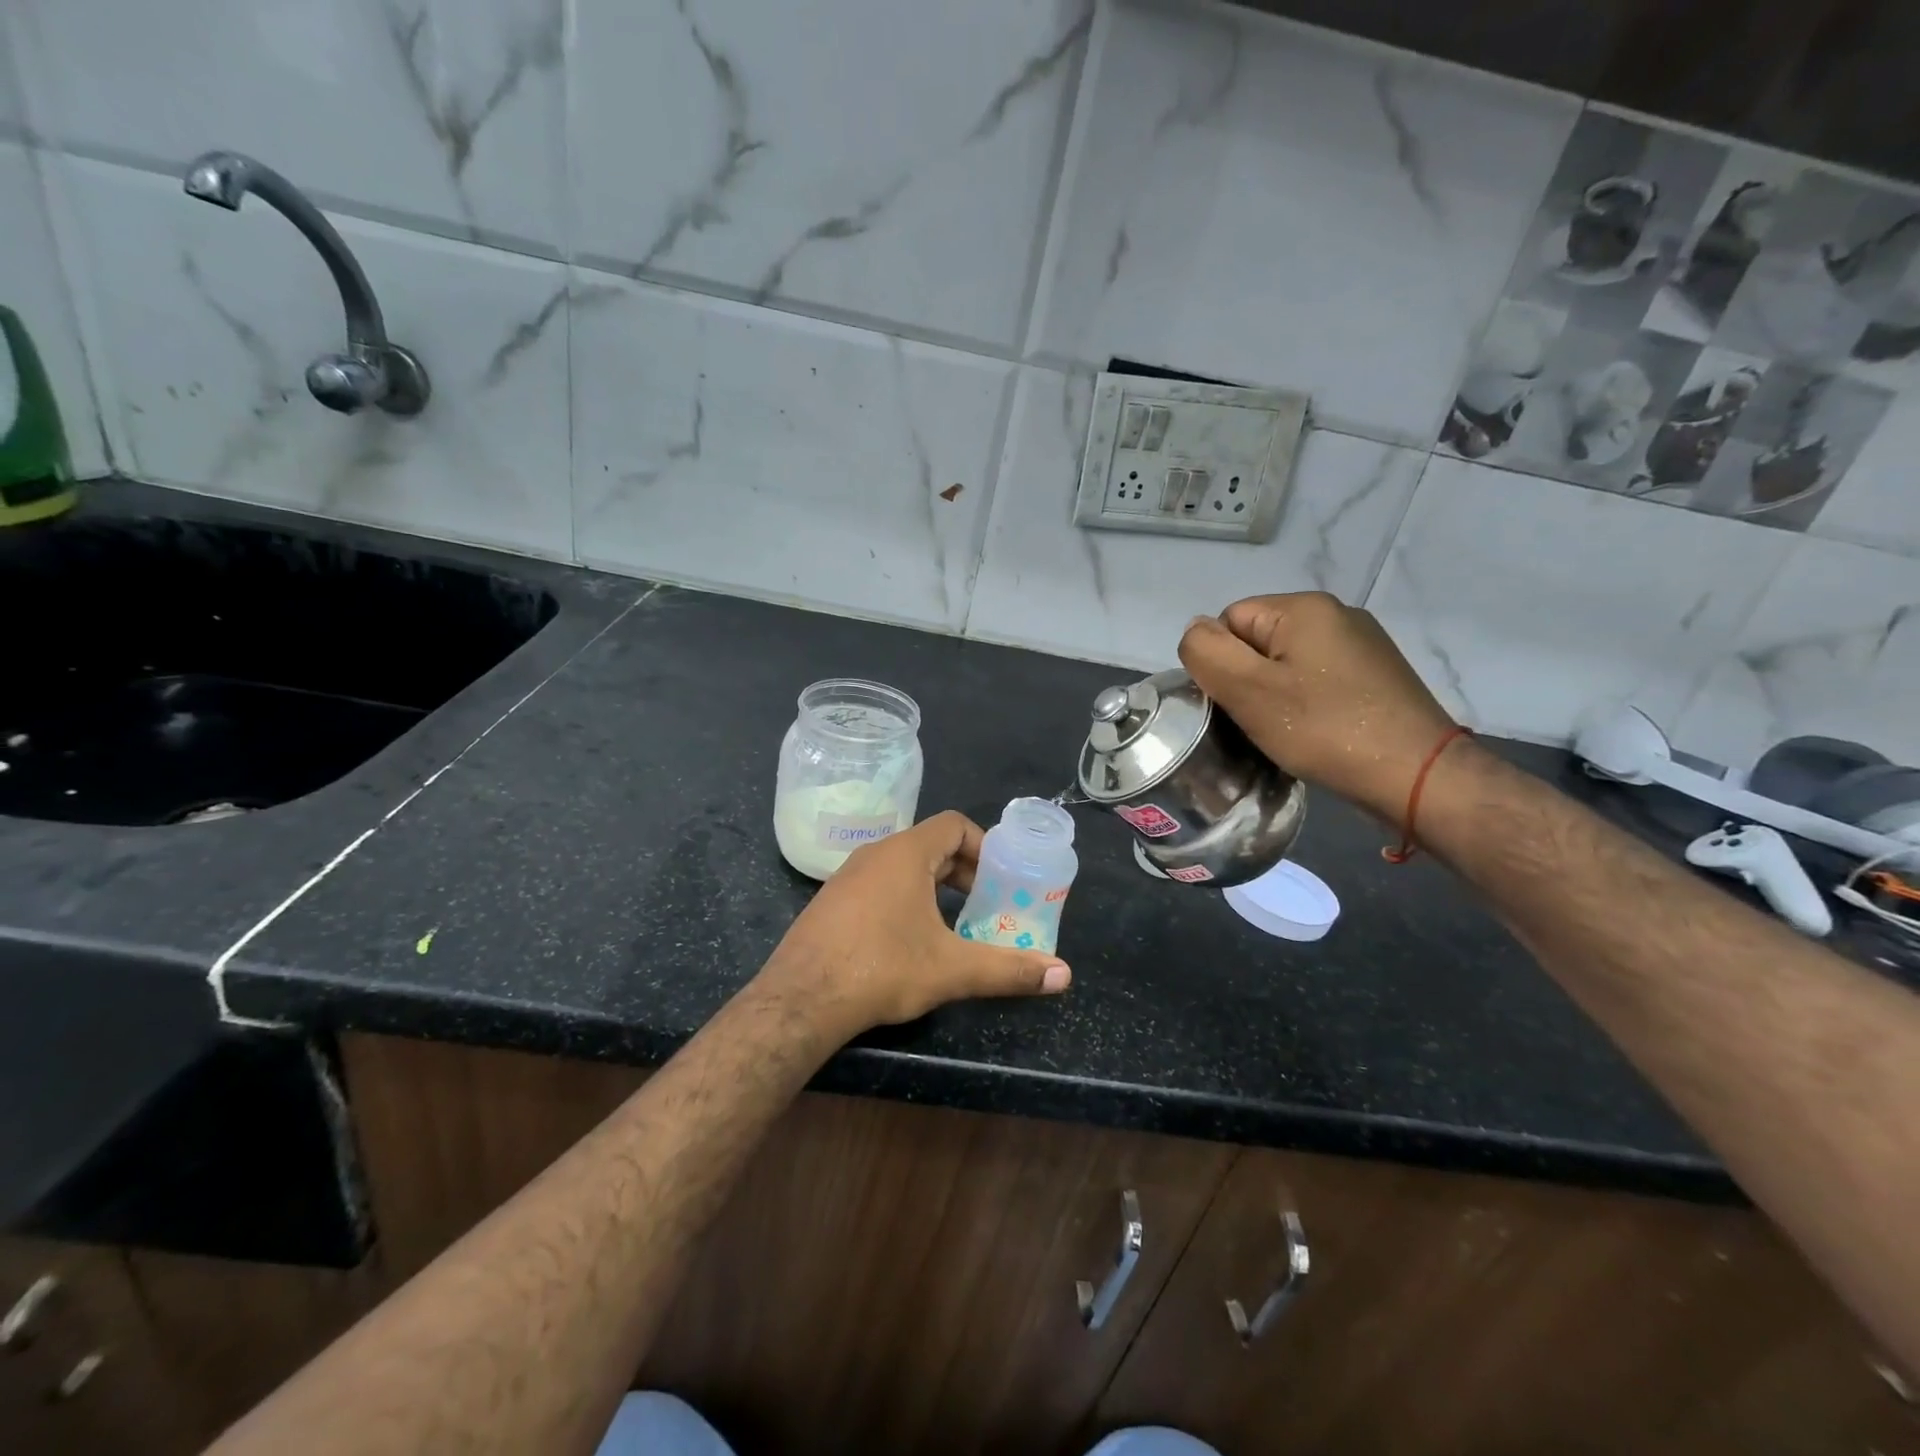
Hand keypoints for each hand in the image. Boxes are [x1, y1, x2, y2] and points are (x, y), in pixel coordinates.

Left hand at [765, 811, 1070, 1033]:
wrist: (800, 999)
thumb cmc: (881, 968)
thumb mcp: (951, 969)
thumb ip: (1008, 969)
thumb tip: (1063, 975)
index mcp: (906, 854)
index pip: (954, 824)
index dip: (983, 845)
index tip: (1000, 877)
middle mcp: (875, 853)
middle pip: (930, 845)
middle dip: (963, 870)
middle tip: (986, 902)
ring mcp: (847, 876)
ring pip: (903, 866)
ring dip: (933, 886)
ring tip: (953, 922)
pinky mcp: (831, 901)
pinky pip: (878, 884)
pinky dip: (904, 898)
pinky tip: (909, 939)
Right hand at [1179, 592, 1459, 822]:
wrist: (1416, 774)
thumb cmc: (1323, 728)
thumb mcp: (1248, 690)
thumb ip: (1207, 652)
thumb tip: (1196, 631)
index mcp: (1303, 607)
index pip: (1229, 621)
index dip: (1221, 664)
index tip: (1237, 703)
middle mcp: (1336, 613)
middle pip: (1258, 640)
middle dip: (1249, 680)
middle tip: (1259, 721)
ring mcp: (1362, 644)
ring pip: (1287, 663)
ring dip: (1276, 695)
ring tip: (1287, 731)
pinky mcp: (1377, 675)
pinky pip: (1318, 679)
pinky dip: (1307, 703)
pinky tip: (1316, 731)